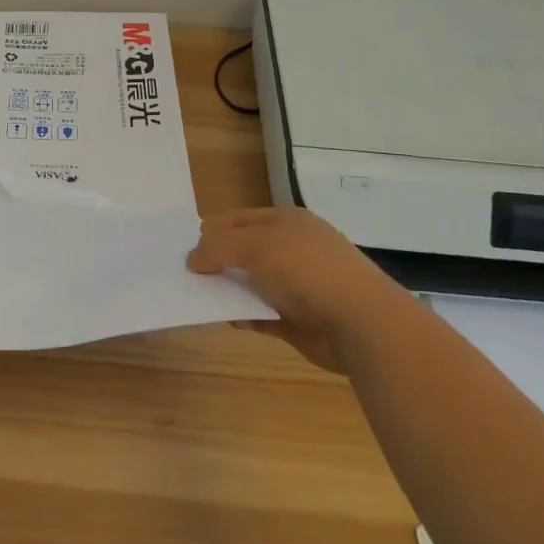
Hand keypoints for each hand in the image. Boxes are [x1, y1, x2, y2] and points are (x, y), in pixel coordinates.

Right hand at [186, 207, 388, 372]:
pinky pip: (259, 314)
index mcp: (285, 221)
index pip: (237, 219)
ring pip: (249, 283)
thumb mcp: (256, 246)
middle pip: (242, 251)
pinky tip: (226, 320)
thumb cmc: (306, 271)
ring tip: (196, 298)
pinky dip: (242, 316)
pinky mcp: (296, 320)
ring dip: (226, 290)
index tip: (182, 248)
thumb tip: (191, 259)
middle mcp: (290, 248)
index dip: (210, 231)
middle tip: (184, 275)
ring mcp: (295, 285)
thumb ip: (218, 247)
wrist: (361, 323)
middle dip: (215, 261)